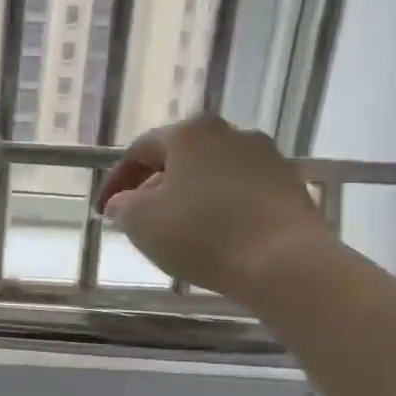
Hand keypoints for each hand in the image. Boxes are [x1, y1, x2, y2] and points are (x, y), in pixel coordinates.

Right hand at [97, 115, 337, 302]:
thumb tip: (125, 202)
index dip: (117, 181)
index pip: (141, 150)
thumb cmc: (201, 234)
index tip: (104, 210)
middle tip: (139, 217)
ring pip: (214, 174)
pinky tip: (215, 235)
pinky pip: (243, 192)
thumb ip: (123, 206)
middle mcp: (231, 133)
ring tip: (178, 229)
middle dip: (155, 185)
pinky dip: (222, 208)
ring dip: (190, 196)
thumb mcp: (141, 222)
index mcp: (190, 132)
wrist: (284, 262)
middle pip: (181, 157)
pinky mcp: (292, 186)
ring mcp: (267, 157)